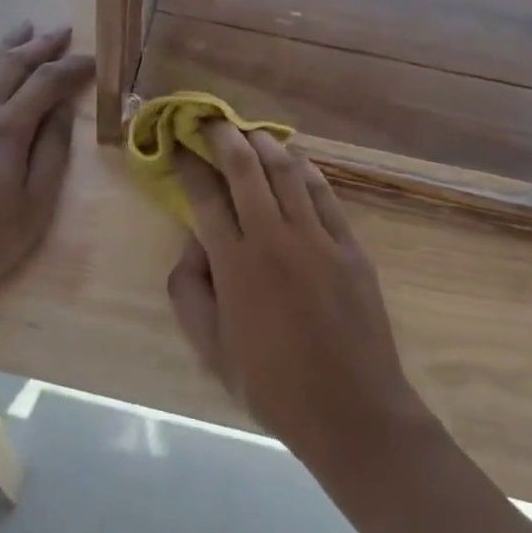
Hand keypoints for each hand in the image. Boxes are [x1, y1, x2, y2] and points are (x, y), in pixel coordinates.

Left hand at [0, 21, 93, 336]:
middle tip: (61, 32)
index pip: (47, 83)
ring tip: (22, 28)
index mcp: (7, 129)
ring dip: (3, 46)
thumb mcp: (33, 207)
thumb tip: (63, 109)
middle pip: (12, 65)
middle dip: (40, 45)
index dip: (72, 67)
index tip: (92, 60)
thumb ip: (51, 153)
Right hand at [166, 123, 426, 467]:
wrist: (352, 411)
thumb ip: (190, 293)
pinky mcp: (349, 244)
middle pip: (244, 167)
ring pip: (286, 170)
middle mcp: (273, 239)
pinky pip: (324, 193)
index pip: (204, 196)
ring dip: (264, 143)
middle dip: (223, 136)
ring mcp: (316, 238)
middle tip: (212, 121)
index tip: (179, 146)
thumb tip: (192, 244)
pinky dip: (307, 170)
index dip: (189, 164)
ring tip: (250, 132)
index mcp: (235, 266)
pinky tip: (296, 161)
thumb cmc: (274, 386)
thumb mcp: (212, 353)